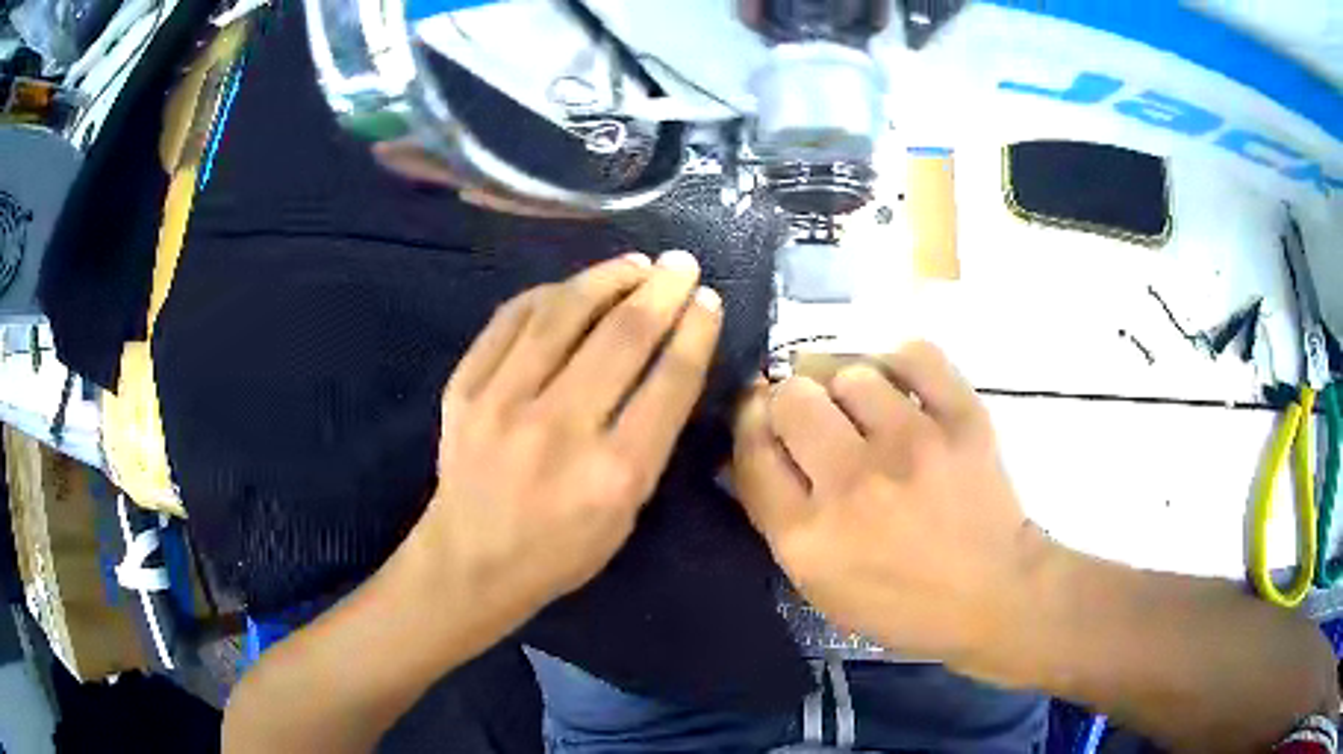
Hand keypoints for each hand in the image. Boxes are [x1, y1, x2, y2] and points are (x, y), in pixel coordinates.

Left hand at [413, 251, 722, 621]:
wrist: (470, 562)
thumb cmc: (561, 551)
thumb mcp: (627, 513)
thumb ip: (650, 440)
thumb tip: (668, 360)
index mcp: (613, 473)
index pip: (668, 382)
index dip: (695, 331)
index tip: (708, 300)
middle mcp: (558, 429)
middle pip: (622, 337)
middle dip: (661, 290)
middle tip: (681, 264)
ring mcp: (501, 403)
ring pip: (562, 314)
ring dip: (605, 278)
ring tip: (634, 263)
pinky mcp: (463, 389)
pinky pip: (509, 320)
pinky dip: (547, 294)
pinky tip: (572, 287)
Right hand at [732, 343, 1047, 670]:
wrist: (993, 594)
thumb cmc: (901, 603)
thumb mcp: (819, 584)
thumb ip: (776, 516)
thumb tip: (747, 446)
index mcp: (809, 536)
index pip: (752, 449)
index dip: (750, 421)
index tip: (762, 415)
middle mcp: (854, 484)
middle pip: (793, 398)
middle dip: (792, 402)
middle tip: (814, 418)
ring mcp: (913, 445)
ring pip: (851, 372)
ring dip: (849, 389)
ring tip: (866, 411)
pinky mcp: (962, 419)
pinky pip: (916, 355)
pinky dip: (900, 362)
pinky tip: (900, 383)